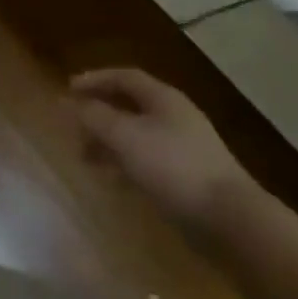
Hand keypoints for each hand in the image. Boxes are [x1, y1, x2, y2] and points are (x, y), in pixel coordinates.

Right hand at [71, 68, 254, 241]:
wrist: (232, 221)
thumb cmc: (174, 167)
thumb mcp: (125, 137)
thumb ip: (94, 117)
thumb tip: (66, 102)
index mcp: (162, 98)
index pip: (124, 77)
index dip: (95, 79)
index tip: (68, 91)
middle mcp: (174, 117)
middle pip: (130, 107)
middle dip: (99, 115)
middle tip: (74, 128)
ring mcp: (185, 149)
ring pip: (137, 137)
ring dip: (110, 143)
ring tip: (86, 159)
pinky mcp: (190, 180)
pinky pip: (148, 163)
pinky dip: (126, 166)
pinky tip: (114, 182)